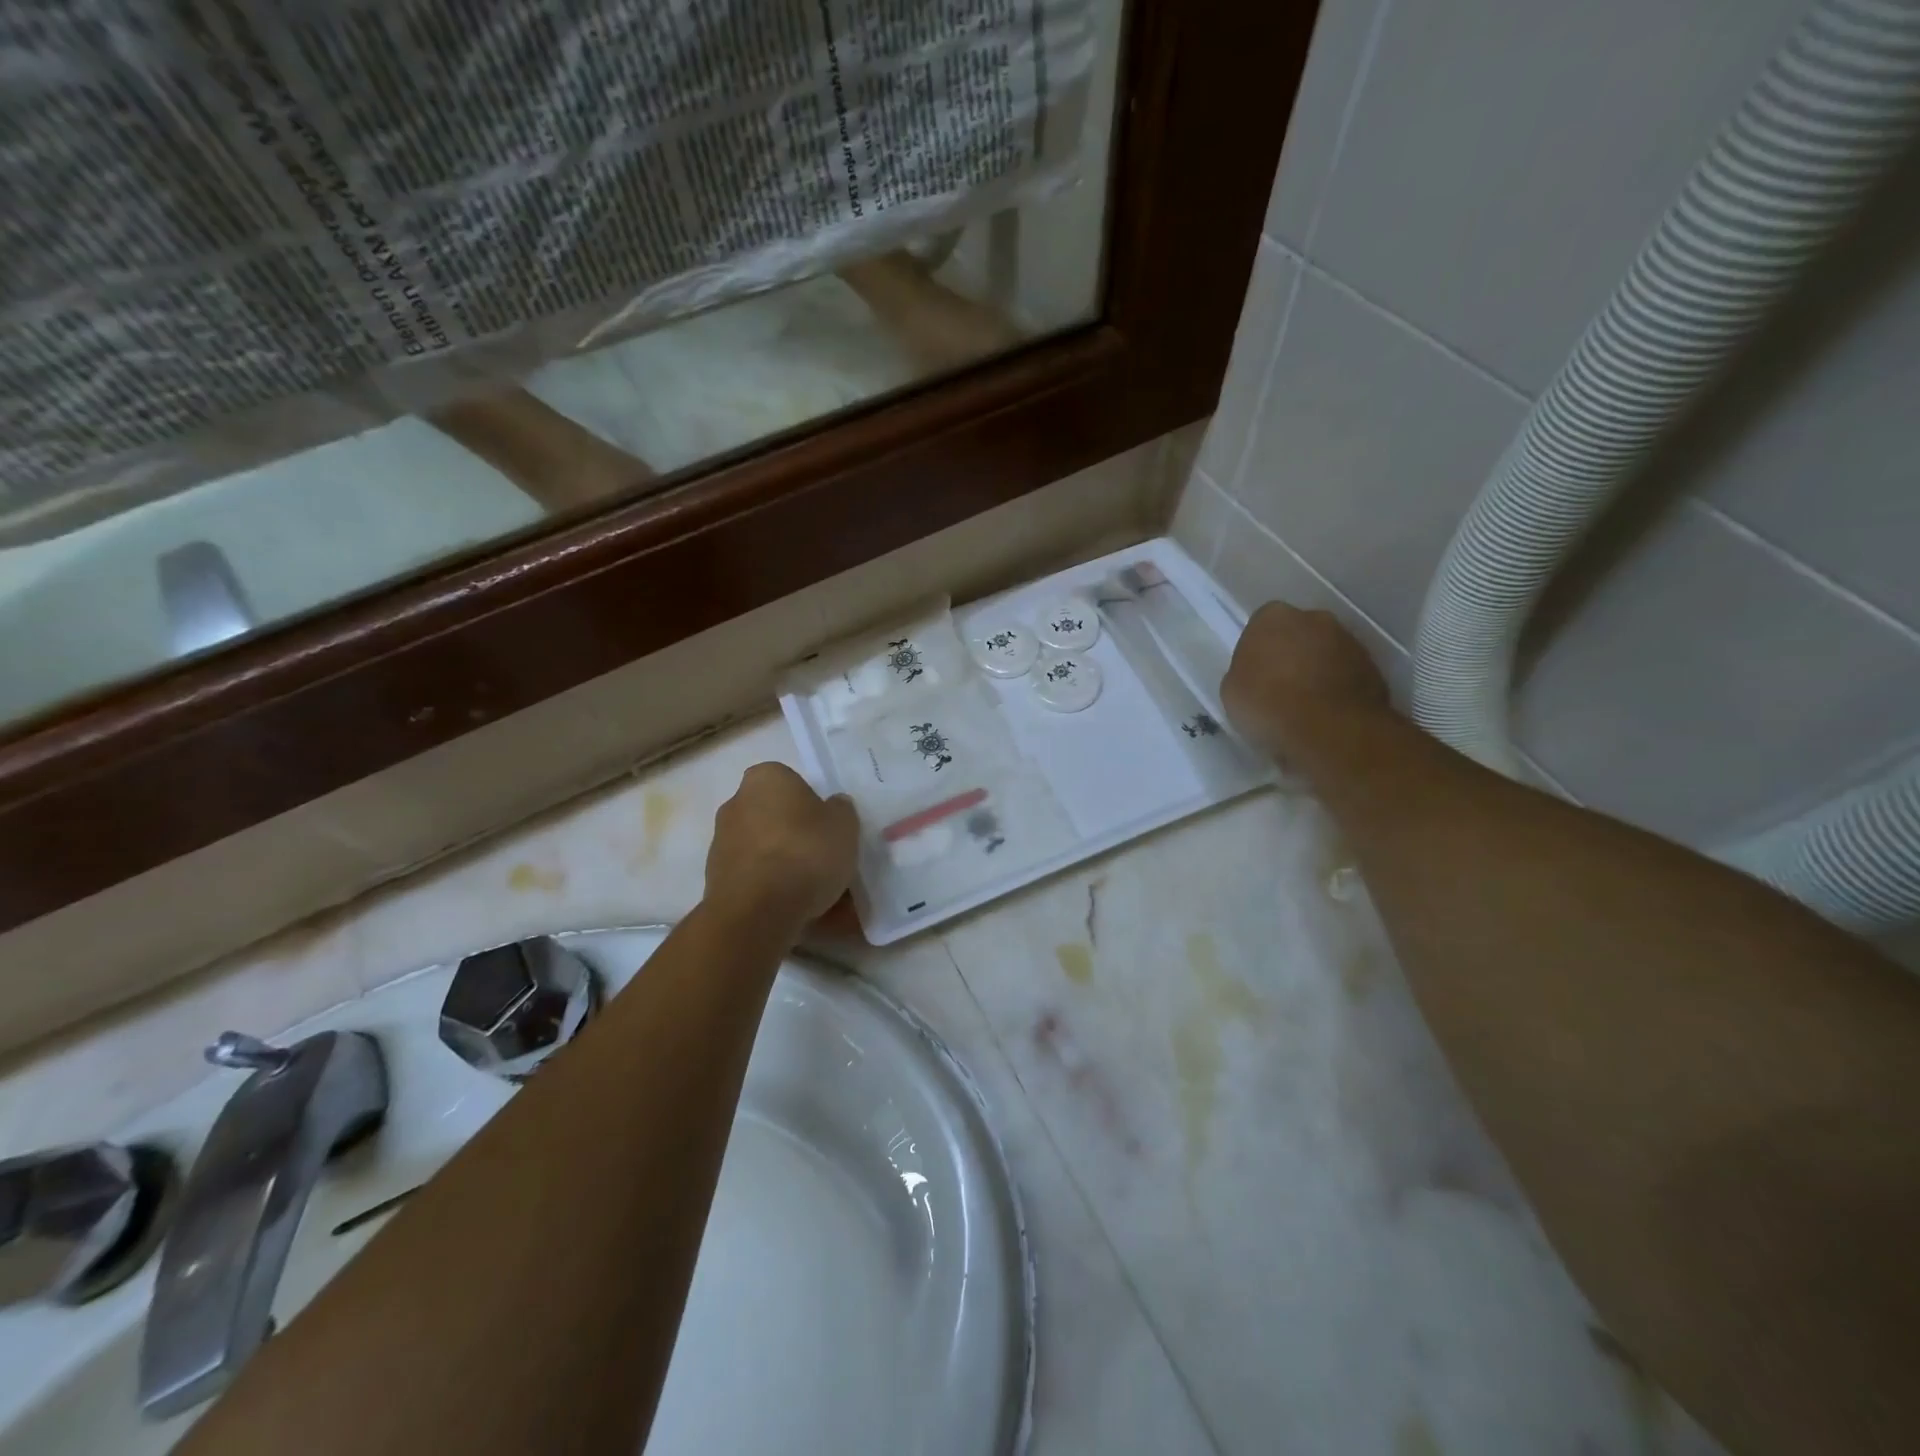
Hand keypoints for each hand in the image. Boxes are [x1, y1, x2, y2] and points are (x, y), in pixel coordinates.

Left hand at [705, 763, 859, 930]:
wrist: (757, 912)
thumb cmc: (805, 853)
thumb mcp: (845, 825)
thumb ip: (840, 810)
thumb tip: (831, 806)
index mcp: (765, 778)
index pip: (793, 783)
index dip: (814, 807)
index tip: (828, 831)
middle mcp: (736, 803)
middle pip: (777, 818)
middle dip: (797, 837)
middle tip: (825, 862)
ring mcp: (721, 842)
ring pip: (767, 852)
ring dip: (786, 867)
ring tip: (817, 896)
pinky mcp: (715, 879)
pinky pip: (756, 879)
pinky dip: (774, 891)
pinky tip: (798, 911)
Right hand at [1221, 603, 1390, 762]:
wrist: (1328, 729)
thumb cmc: (1267, 704)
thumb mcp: (1232, 690)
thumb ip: (1244, 672)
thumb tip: (1257, 674)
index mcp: (1272, 617)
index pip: (1260, 626)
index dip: (1257, 651)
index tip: (1254, 675)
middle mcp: (1314, 618)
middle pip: (1298, 634)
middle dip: (1291, 655)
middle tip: (1279, 688)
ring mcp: (1349, 641)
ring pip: (1325, 653)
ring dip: (1316, 671)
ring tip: (1305, 707)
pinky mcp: (1373, 667)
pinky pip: (1346, 675)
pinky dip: (1337, 689)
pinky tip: (1326, 715)